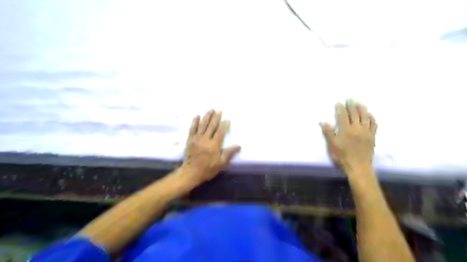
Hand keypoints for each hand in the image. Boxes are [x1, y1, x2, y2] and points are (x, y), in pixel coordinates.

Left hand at [182, 109, 242, 183]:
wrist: (191, 172)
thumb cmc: (208, 169)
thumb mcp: (221, 163)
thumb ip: (229, 153)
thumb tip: (238, 145)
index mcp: (214, 145)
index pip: (220, 132)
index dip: (224, 125)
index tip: (227, 119)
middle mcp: (205, 139)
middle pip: (211, 126)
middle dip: (216, 118)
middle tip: (219, 110)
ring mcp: (196, 139)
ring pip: (202, 125)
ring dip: (207, 116)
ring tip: (210, 110)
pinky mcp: (190, 140)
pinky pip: (192, 129)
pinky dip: (195, 122)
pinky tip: (197, 116)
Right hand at [320, 99, 376, 173]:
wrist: (358, 167)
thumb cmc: (342, 157)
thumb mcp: (331, 146)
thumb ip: (328, 133)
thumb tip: (322, 122)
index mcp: (345, 130)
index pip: (342, 116)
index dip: (340, 108)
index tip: (338, 103)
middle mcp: (356, 128)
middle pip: (354, 114)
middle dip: (351, 105)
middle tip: (350, 99)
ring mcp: (366, 132)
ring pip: (365, 117)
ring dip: (362, 109)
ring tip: (360, 103)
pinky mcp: (372, 136)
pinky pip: (374, 124)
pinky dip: (372, 118)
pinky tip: (370, 115)